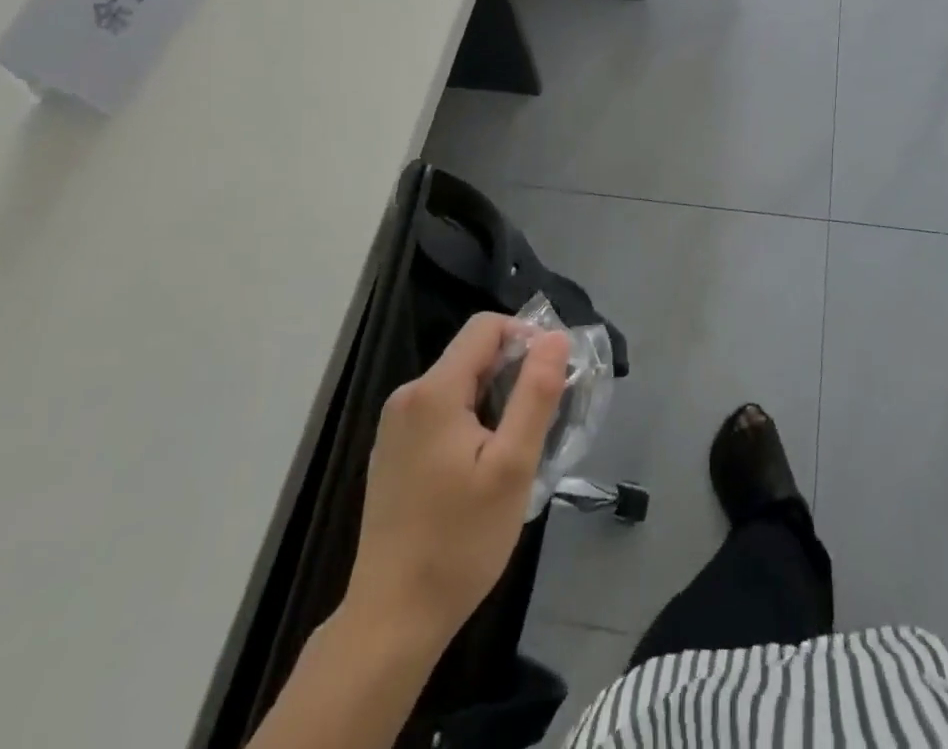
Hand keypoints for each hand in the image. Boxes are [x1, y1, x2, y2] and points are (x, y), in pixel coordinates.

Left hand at [345, 315, 568, 651]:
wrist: (391, 621)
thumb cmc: (459, 541)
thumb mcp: (513, 466)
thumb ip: (536, 394)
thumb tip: (555, 337)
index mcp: (434, 391)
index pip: (486, 327)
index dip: (526, 338)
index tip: (551, 378)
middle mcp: (408, 396)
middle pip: (472, 355)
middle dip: (513, 374)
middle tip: (540, 422)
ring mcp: (395, 426)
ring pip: (459, 385)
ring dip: (495, 400)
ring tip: (516, 451)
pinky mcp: (393, 453)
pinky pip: (441, 412)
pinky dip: (471, 422)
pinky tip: (482, 470)